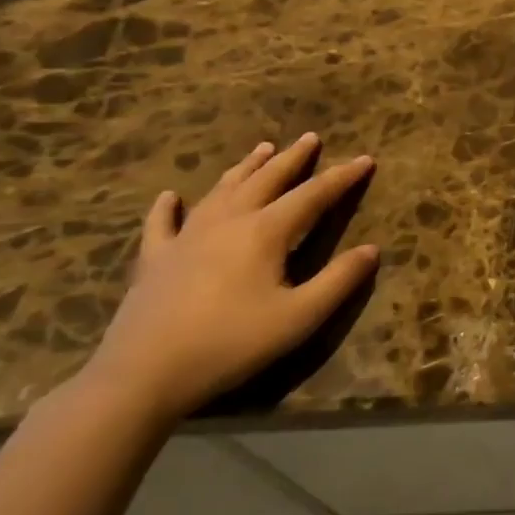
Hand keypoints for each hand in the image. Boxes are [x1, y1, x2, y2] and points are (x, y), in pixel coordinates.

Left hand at [82, 133, 378, 423]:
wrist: (142, 376)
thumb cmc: (231, 343)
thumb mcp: (300, 316)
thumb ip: (339, 280)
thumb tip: (372, 249)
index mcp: (265, 231)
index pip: (314, 194)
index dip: (342, 176)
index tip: (365, 159)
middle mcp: (228, 222)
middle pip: (267, 180)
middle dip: (293, 158)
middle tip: (311, 138)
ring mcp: (186, 238)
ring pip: (222, 190)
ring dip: (246, 167)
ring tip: (262, 148)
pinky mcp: (155, 260)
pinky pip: (162, 224)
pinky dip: (168, 207)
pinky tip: (170, 196)